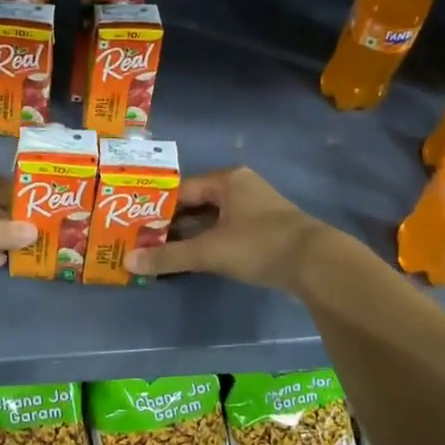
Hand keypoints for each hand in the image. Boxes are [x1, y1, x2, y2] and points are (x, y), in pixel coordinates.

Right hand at [124, 167, 327, 291]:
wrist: (316, 264)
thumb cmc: (259, 245)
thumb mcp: (209, 251)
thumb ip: (168, 256)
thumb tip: (128, 262)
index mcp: (228, 180)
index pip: (182, 190)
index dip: (157, 208)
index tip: (134, 225)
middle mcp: (241, 188)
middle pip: (196, 204)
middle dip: (171, 223)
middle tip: (143, 240)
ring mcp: (256, 209)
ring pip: (212, 220)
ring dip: (189, 235)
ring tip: (161, 251)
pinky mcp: (265, 231)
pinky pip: (226, 232)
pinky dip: (208, 243)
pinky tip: (193, 259)